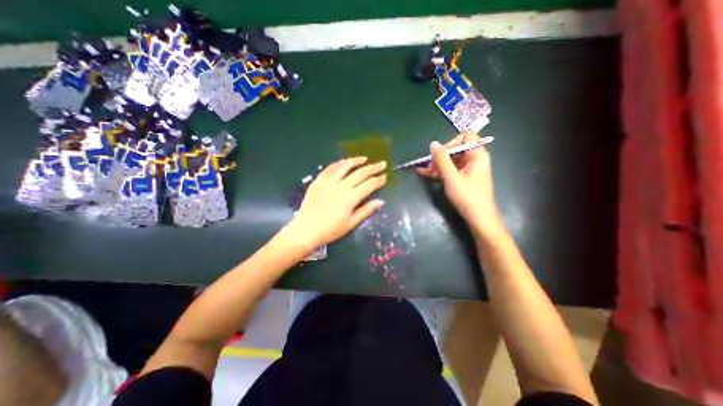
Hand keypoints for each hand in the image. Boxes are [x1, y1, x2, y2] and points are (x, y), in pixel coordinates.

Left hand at [290, 157, 385, 249]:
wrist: (306, 229)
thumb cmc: (331, 230)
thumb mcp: (351, 223)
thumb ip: (366, 211)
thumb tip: (380, 201)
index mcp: (351, 198)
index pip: (369, 185)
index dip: (378, 180)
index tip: (385, 176)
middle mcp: (341, 186)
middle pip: (360, 173)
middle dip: (373, 168)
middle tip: (382, 163)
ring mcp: (329, 181)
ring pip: (345, 166)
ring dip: (356, 161)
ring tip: (364, 158)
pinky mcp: (319, 180)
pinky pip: (330, 168)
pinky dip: (339, 163)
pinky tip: (344, 162)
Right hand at [419, 131, 507, 239]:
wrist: (478, 217)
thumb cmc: (467, 195)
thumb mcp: (451, 176)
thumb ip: (442, 159)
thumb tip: (433, 143)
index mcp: (477, 154)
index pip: (465, 137)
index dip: (451, 143)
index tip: (439, 155)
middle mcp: (474, 159)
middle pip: (455, 150)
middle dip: (440, 157)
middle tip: (429, 166)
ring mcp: (468, 169)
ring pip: (450, 161)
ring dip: (437, 165)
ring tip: (424, 171)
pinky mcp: (463, 178)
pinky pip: (450, 170)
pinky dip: (439, 172)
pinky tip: (425, 173)